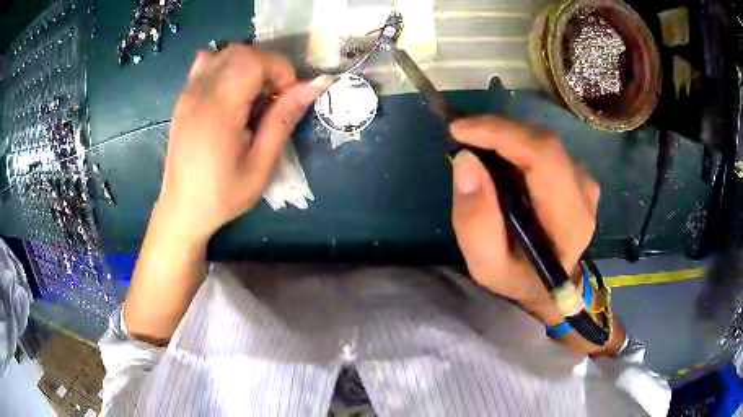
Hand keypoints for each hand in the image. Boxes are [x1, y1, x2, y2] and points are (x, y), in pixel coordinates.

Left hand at [157, 44, 329, 240]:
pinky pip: (207, 63)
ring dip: (248, 65)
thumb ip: (283, 120)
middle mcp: (199, 93)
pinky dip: (227, 66)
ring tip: (254, 96)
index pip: (254, 61)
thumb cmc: (222, 195)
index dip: (280, 71)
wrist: (182, 209)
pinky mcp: (184, 98)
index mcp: (218, 110)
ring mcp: (188, 93)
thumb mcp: (261, 165)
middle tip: (274, 98)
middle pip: (240, 52)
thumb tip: (313, 86)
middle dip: (267, 66)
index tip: (288, 98)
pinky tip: (232, 92)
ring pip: (225, 53)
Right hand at [450, 116, 598, 308]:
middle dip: (497, 131)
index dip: (502, 134)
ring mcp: (584, 181)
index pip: (544, 157)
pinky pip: (543, 148)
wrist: (549, 286)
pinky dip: (516, 145)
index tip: (460, 130)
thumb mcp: (486, 265)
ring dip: (505, 138)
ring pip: (542, 141)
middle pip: (543, 142)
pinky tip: (498, 158)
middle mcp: (584, 193)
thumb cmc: (518, 279)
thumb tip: (466, 160)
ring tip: (477, 149)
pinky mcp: (577, 175)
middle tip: (461, 136)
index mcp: (569, 220)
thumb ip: (475, 221)